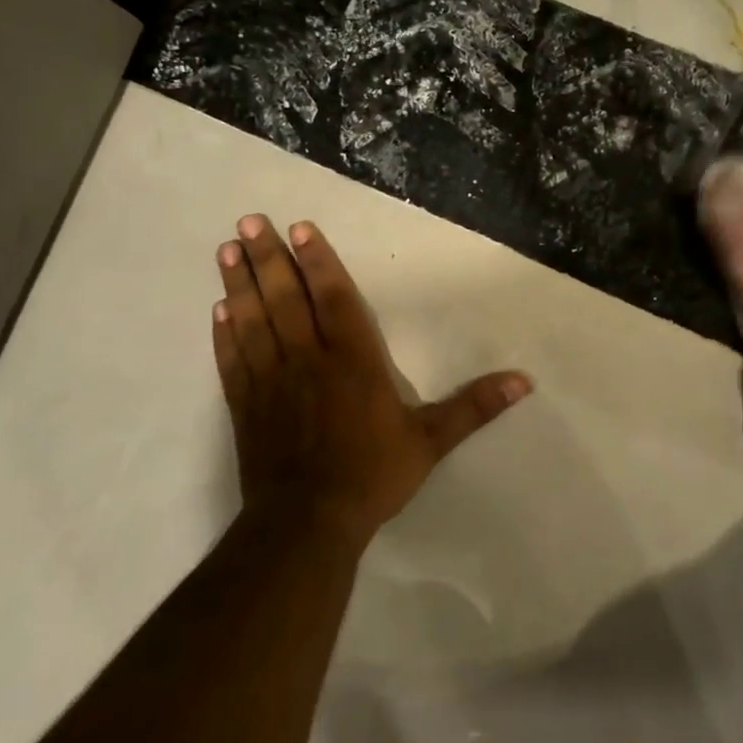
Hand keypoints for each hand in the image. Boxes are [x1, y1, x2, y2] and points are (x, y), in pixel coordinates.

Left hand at [213, 215, 532, 545]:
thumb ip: (474, 407)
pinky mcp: (245, 405)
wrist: (307, 523)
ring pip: (253, 321)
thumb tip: (524, 381)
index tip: (300, 228)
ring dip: (239, 283)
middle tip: (249, 220)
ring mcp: (270, 381)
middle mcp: (307, 360)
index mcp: (352, 361)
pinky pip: (232, 359)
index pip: (333, 299)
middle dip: (269, 258)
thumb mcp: (430, 442)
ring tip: (226, 249)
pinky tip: (218, 308)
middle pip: (285, 299)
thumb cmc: (371, 476)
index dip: (318, 262)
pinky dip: (224, 333)